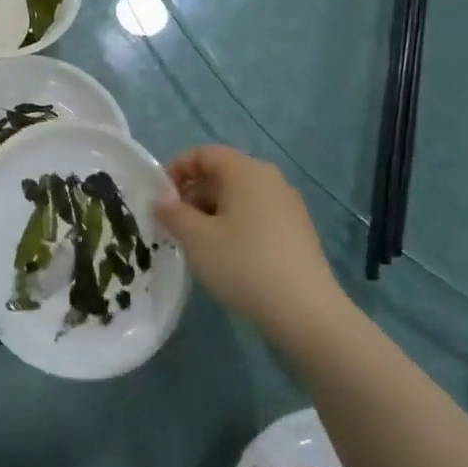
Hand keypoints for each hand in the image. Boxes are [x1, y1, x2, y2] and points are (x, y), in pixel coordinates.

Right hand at [154, 146, 347, 333]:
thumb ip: (173, 213)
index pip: (203, 154)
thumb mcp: (196, 238)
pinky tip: (229, 258)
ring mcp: (288, 205)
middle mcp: (270, 179)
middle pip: (221, 174)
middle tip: (174, 228)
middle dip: (192, 196)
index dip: (176, 169)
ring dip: (212, 214)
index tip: (160, 200)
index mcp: (245, 170)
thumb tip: (162, 200)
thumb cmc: (243, 264)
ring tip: (198, 247)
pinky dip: (235, 226)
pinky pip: (256, 216)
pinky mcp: (298, 231)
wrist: (306, 312)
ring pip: (238, 198)